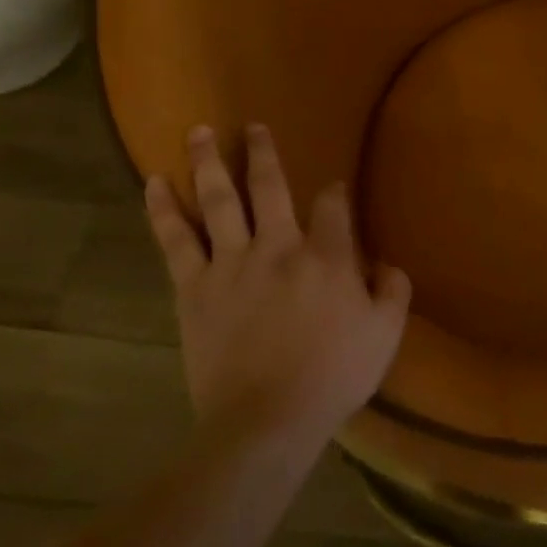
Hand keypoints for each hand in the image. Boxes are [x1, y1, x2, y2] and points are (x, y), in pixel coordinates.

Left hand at [144, 124, 411, 446]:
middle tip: (253, 126)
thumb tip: (387, 264)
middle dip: (261, 152)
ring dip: (209, 162)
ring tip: (198, 131)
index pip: (332, 206)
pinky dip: (163, 210)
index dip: (334, 193)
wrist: (266, 421)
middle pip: (269, 186)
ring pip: (218, 201)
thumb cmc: (332, 376)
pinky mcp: (195, 289)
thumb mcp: (385, 334)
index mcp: (327, 256)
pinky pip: (175, 241)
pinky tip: (154, 183)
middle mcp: (278, 246)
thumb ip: (392, 291)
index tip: (333, 188)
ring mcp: (232, 263)